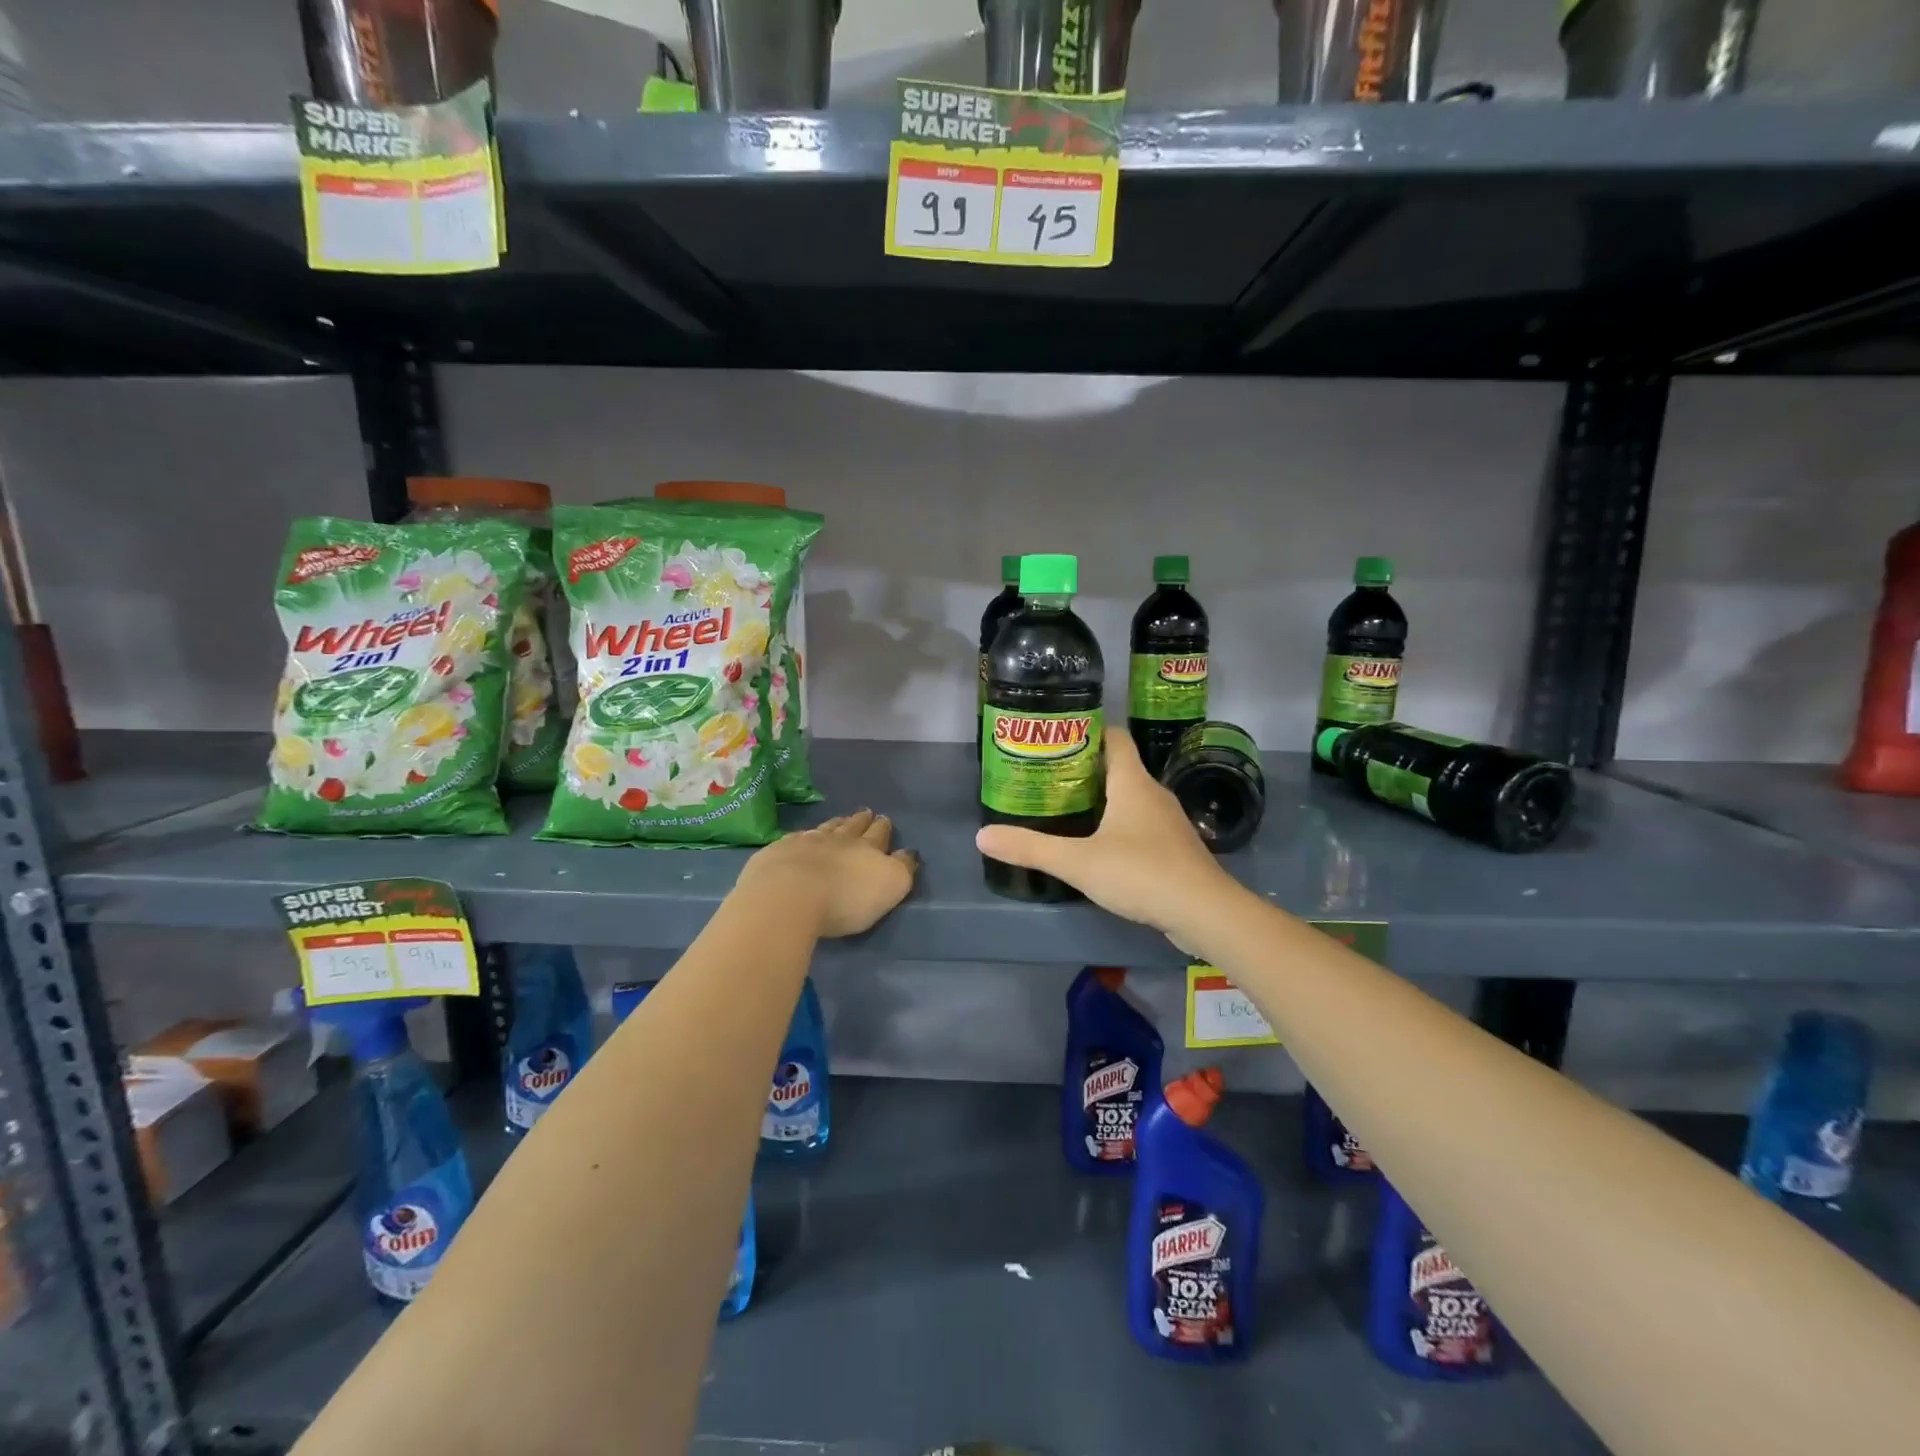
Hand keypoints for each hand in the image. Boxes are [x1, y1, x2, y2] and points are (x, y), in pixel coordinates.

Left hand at [737, 809, 917, 938]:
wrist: (788, 896)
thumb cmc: (846, 899)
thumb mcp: (890, 887)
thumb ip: (902, 869)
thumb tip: (908, 853)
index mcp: (868, 849)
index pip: (879, 834)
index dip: (883, 828)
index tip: (884, 819)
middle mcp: (838, 840)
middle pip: (852, 827)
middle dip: (861, 821)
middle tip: (866, 813)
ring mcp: (806, 843)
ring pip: (825, 829)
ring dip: (835, 824)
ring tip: (840, 820)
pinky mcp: (779, 852)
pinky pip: (796, 839)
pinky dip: (803, 837)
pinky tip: (802, 838)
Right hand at [975, 728, 1238, 943]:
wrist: (1205, 912)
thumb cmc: (1141, 873)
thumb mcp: (1077, 862)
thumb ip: (1030, 848)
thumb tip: (982, 836)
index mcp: (1133, 782)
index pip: (1114, 737)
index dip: (1087, 732)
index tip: (1056, 739)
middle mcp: (1154, 793)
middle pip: (1119, 767)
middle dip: (1085, 769)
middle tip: (1049, 778)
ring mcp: (1169, 822)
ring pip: (1131, 797)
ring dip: (1103, 799)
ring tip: (1067, 810)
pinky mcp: (1175, 848)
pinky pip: (1142, 824)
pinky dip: (1120, 826)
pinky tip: (1101, 846)